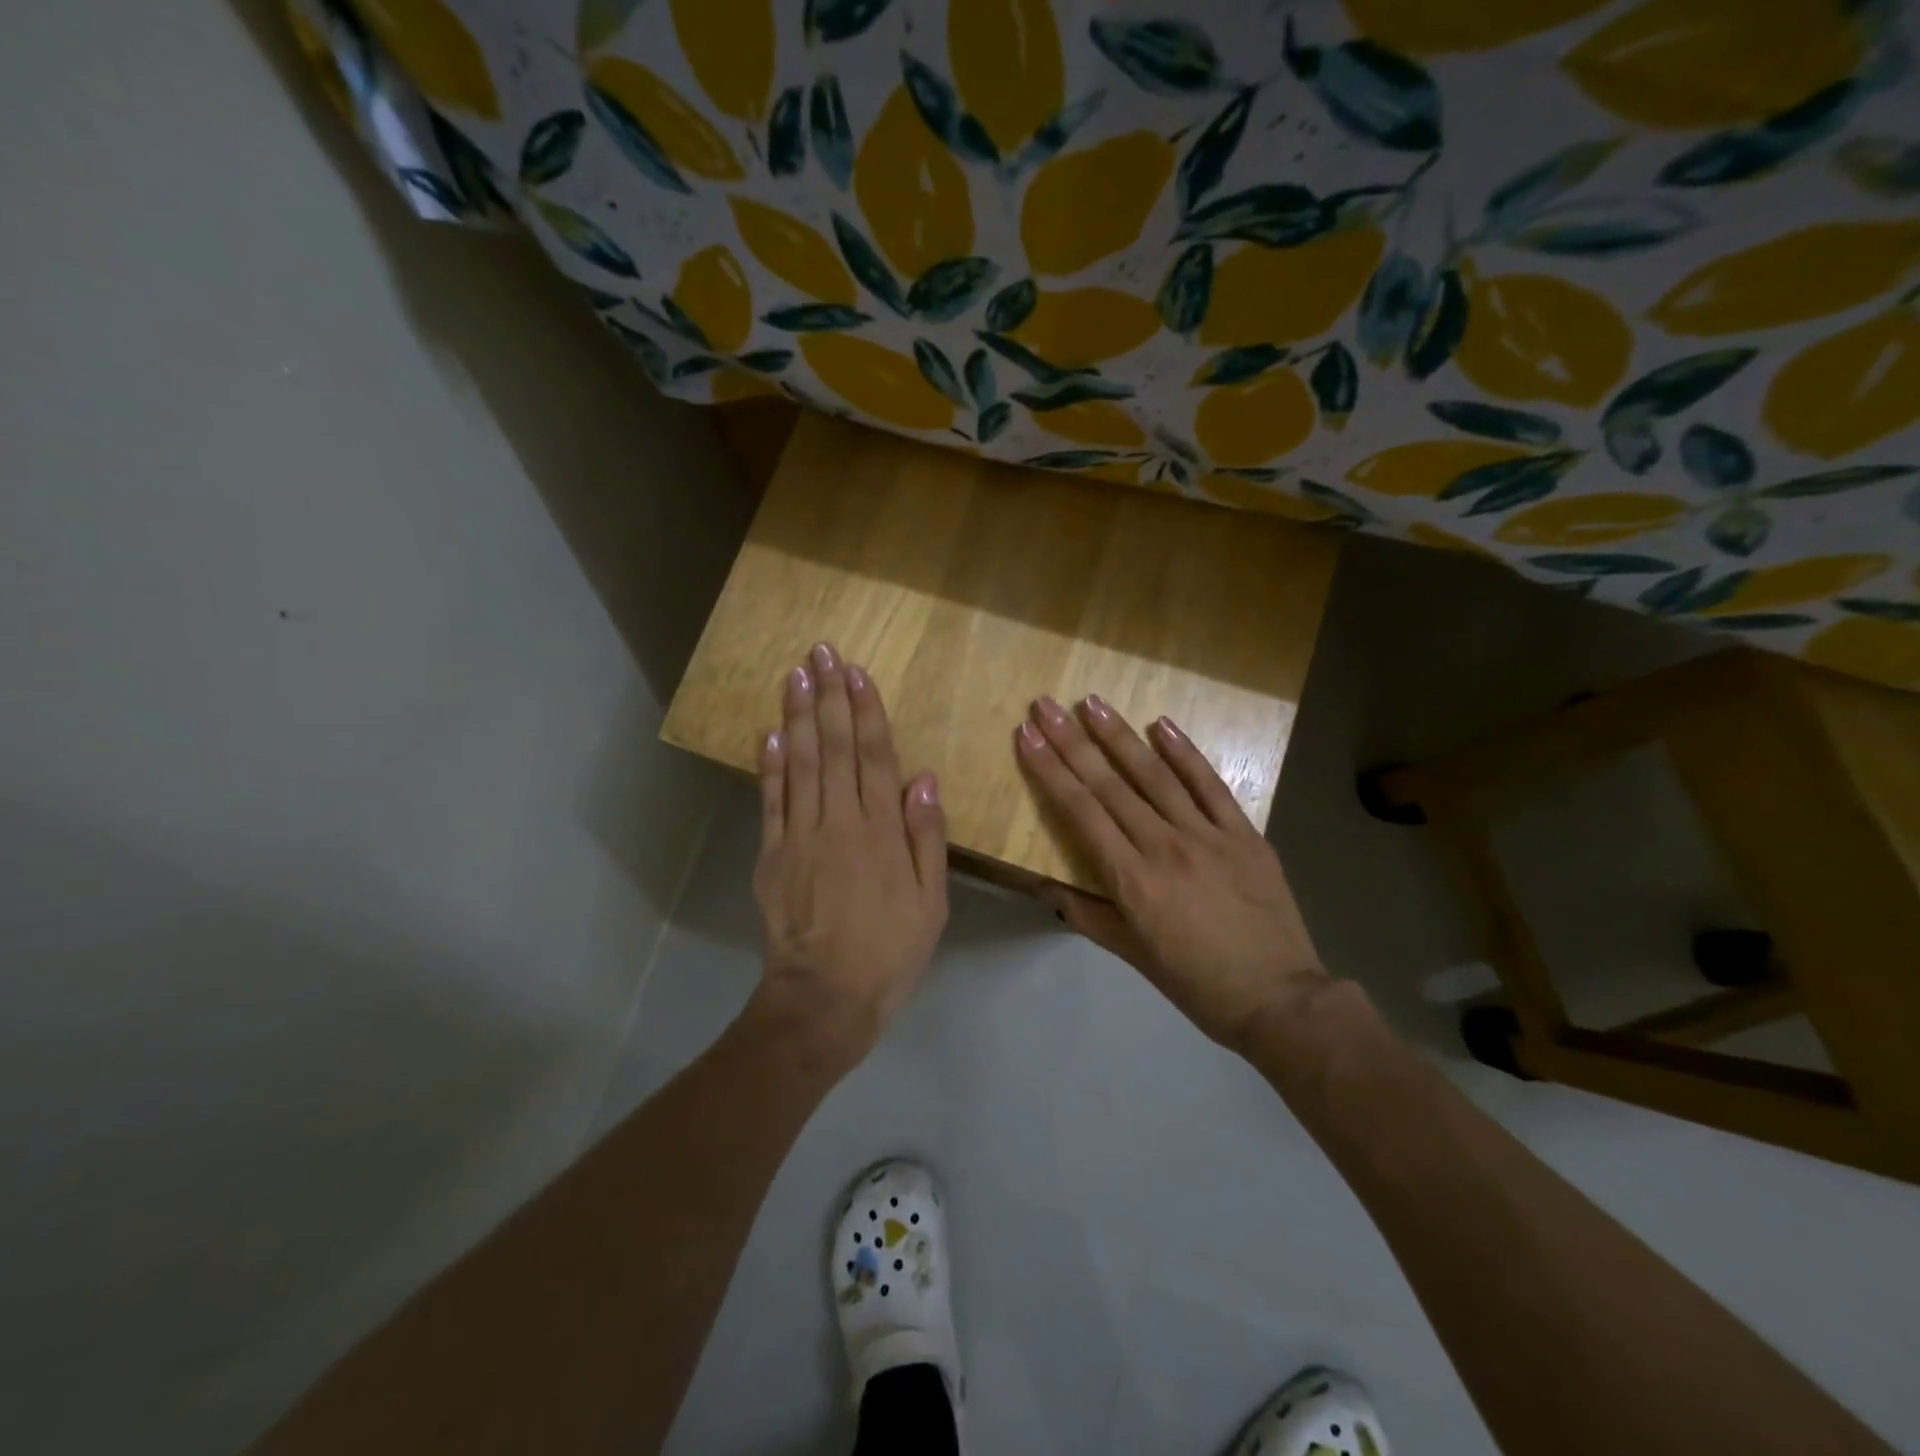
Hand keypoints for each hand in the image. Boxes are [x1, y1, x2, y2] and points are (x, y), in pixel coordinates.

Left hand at [752, 643, 948, 1071]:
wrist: (824, 997)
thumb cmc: (890, 950)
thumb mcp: (931, 901)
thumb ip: (927, 838)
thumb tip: (923, 779)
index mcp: (881, 831)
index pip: (873, 756)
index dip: (864, 711)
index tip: (855, 672)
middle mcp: (839, 821)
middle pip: (832, 748)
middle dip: (827, 697)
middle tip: (820, 653)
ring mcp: (799, 836)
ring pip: (799, 764)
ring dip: (796, 717)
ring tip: (794, 675)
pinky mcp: (772, 855)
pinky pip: (771, 801)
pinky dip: (769, 766)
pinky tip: (769, 733)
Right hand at [1015, 695, 1326, 1053]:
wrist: (1279, 999)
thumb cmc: (1196, 982)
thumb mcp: (1131, 955)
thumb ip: (1087, 914)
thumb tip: (1045, 884)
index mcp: (1132, 881)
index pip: (1081, 812)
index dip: (1050, 771)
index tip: (1027, 736)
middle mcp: (1164, 847)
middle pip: (1110, 785)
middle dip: (1072, 742)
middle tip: (1046, 705)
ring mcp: (1208, 835)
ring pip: (1155, 776)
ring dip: (1120, 736)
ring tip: (1092, 702)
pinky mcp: (1244, 833)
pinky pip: (1210, 785)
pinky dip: (1185, 753)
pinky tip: (1162, 724)